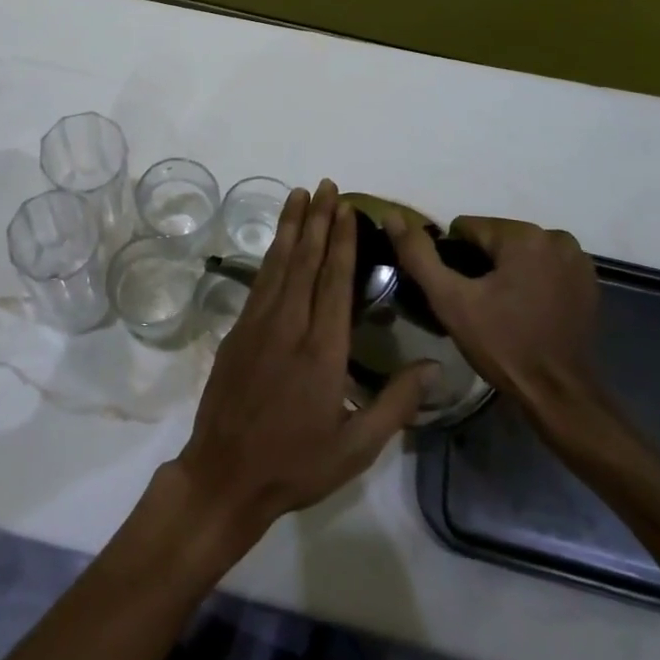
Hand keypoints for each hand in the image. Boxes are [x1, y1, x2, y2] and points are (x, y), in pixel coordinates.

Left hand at [168, 180, 432, 550]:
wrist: (225, 473)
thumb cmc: (297, 464)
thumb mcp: (357, 447)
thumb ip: (396, 404)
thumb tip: (435, 366)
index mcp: (322, 350)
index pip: (334, 281)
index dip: (342, 241)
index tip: (348, 208)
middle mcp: (289, 326)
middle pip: (305, 261)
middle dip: (317, 220)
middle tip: (326, 185)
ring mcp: (258, 324)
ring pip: (278, 264)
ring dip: (291, 227)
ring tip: (299, 195)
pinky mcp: (238, 330)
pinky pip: (260, 281)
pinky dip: (271, 254)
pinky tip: (277, 242)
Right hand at [386, 212, 602, 428]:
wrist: (559, 395)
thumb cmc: (503, 345)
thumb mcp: (449, 300)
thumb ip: (418, 255)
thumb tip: (391, 215)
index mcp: (524, 235)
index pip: (467, 229)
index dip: (454, 260)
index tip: (460, 294)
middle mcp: (555, 237)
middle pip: (494, 239)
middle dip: (481, 265)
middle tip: (478, 306)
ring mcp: (576, 259)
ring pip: (518, 252)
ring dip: (505, 272)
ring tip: (501, 311)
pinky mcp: (588, 281)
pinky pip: (542, 267)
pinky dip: (530, 280)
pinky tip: (526, 311)